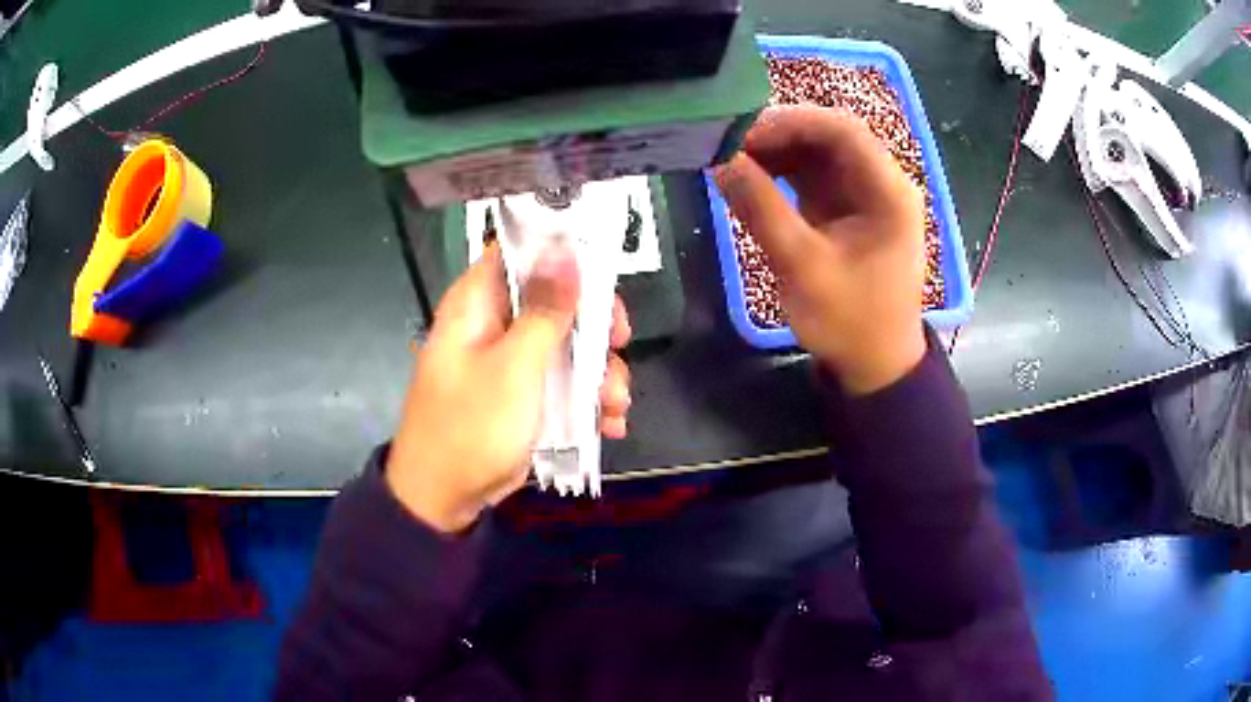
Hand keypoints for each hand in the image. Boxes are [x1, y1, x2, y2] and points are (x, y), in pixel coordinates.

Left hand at [385, 245, 631, 532]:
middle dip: (593, 323)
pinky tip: (609, 423)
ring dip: (598, 371)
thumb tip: (566, 252)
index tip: (602, 273)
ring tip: (615, 404)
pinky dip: (586, 398)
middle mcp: (493, 323)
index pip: (520, 251)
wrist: (444, 497)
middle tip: (620, 341)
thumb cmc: (472, 426)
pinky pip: (561, 380)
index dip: (562, 253)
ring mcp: (509, 360)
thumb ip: (544, 310)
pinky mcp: (522, 393)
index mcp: (477, 303)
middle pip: (553, 298)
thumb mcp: (514, 367)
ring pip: (565, 343)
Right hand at [714, 106, 927, 394]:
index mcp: (889, 192)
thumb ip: (762, 210)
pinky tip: (750, 179)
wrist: (875, 365)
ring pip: (817, 153)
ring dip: (776, 152)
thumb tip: (720, 161)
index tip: (743, 133)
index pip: (843, 130)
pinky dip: (780, 173)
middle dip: (779, 135)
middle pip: (829, 136)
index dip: (792, 122)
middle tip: (730, 145)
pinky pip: (811, 176)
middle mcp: (881, 183)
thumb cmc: (851, 322)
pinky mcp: (846, 210)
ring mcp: (864, 196)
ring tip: (731, 161)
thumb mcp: (804, 268)